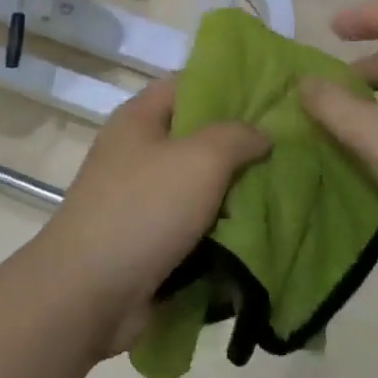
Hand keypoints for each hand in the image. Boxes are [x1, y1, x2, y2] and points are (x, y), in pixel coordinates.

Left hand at [33, 78, 268, 353]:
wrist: (89, 294)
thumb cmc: (144, 210)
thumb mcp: (200, 160)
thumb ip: (236, 137)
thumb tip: (261, 133)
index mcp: (139, 117)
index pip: (189, 83)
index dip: (229, 86)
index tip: (272, 97)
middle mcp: (137, 149)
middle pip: (196, 135)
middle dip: (239, 143)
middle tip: (288, 148)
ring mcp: (140, 196)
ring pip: (198, 182)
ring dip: (234, 190)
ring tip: (284, 189)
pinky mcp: (147, 238)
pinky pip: (192, 222)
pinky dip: (220, 227)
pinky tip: (259, 230)